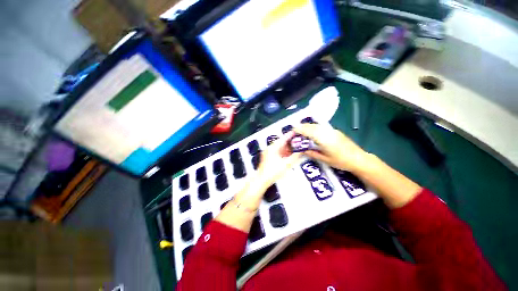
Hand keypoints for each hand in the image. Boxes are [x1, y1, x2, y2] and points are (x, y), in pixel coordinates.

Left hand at [234, 132, 300, 208]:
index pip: (283, 138)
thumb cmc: (272, 172)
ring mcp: (268, 153)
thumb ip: (295, 157)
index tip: (296, 132)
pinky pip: (278, 152)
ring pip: (280, 148)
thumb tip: (301, 151)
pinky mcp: (268, 158)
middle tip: (298, 140)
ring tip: (296, 147)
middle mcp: (270, 148)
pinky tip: (289, 154)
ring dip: (287, 147)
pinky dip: (284, 152)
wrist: (262, 180)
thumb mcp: (286, 164)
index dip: (290, 135)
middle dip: (290, 142)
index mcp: (273, 148)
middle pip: (282, 143)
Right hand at [294, 124, 368, 172]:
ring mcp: (332, 131)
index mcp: (323, 139)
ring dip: (308, 127)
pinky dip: (314, 128)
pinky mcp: (335, 131)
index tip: (292, 130)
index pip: (308, 131)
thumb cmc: (341, 161)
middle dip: (302, 127)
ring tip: (302, 131)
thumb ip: (312, 153)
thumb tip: (302, 149)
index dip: (300, 130)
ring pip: (317, 126)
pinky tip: (312, 132)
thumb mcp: (324, 159)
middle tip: (295, 131)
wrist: (359, 159)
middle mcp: (327, 132)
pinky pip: (321, 127)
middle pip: (312, 126)